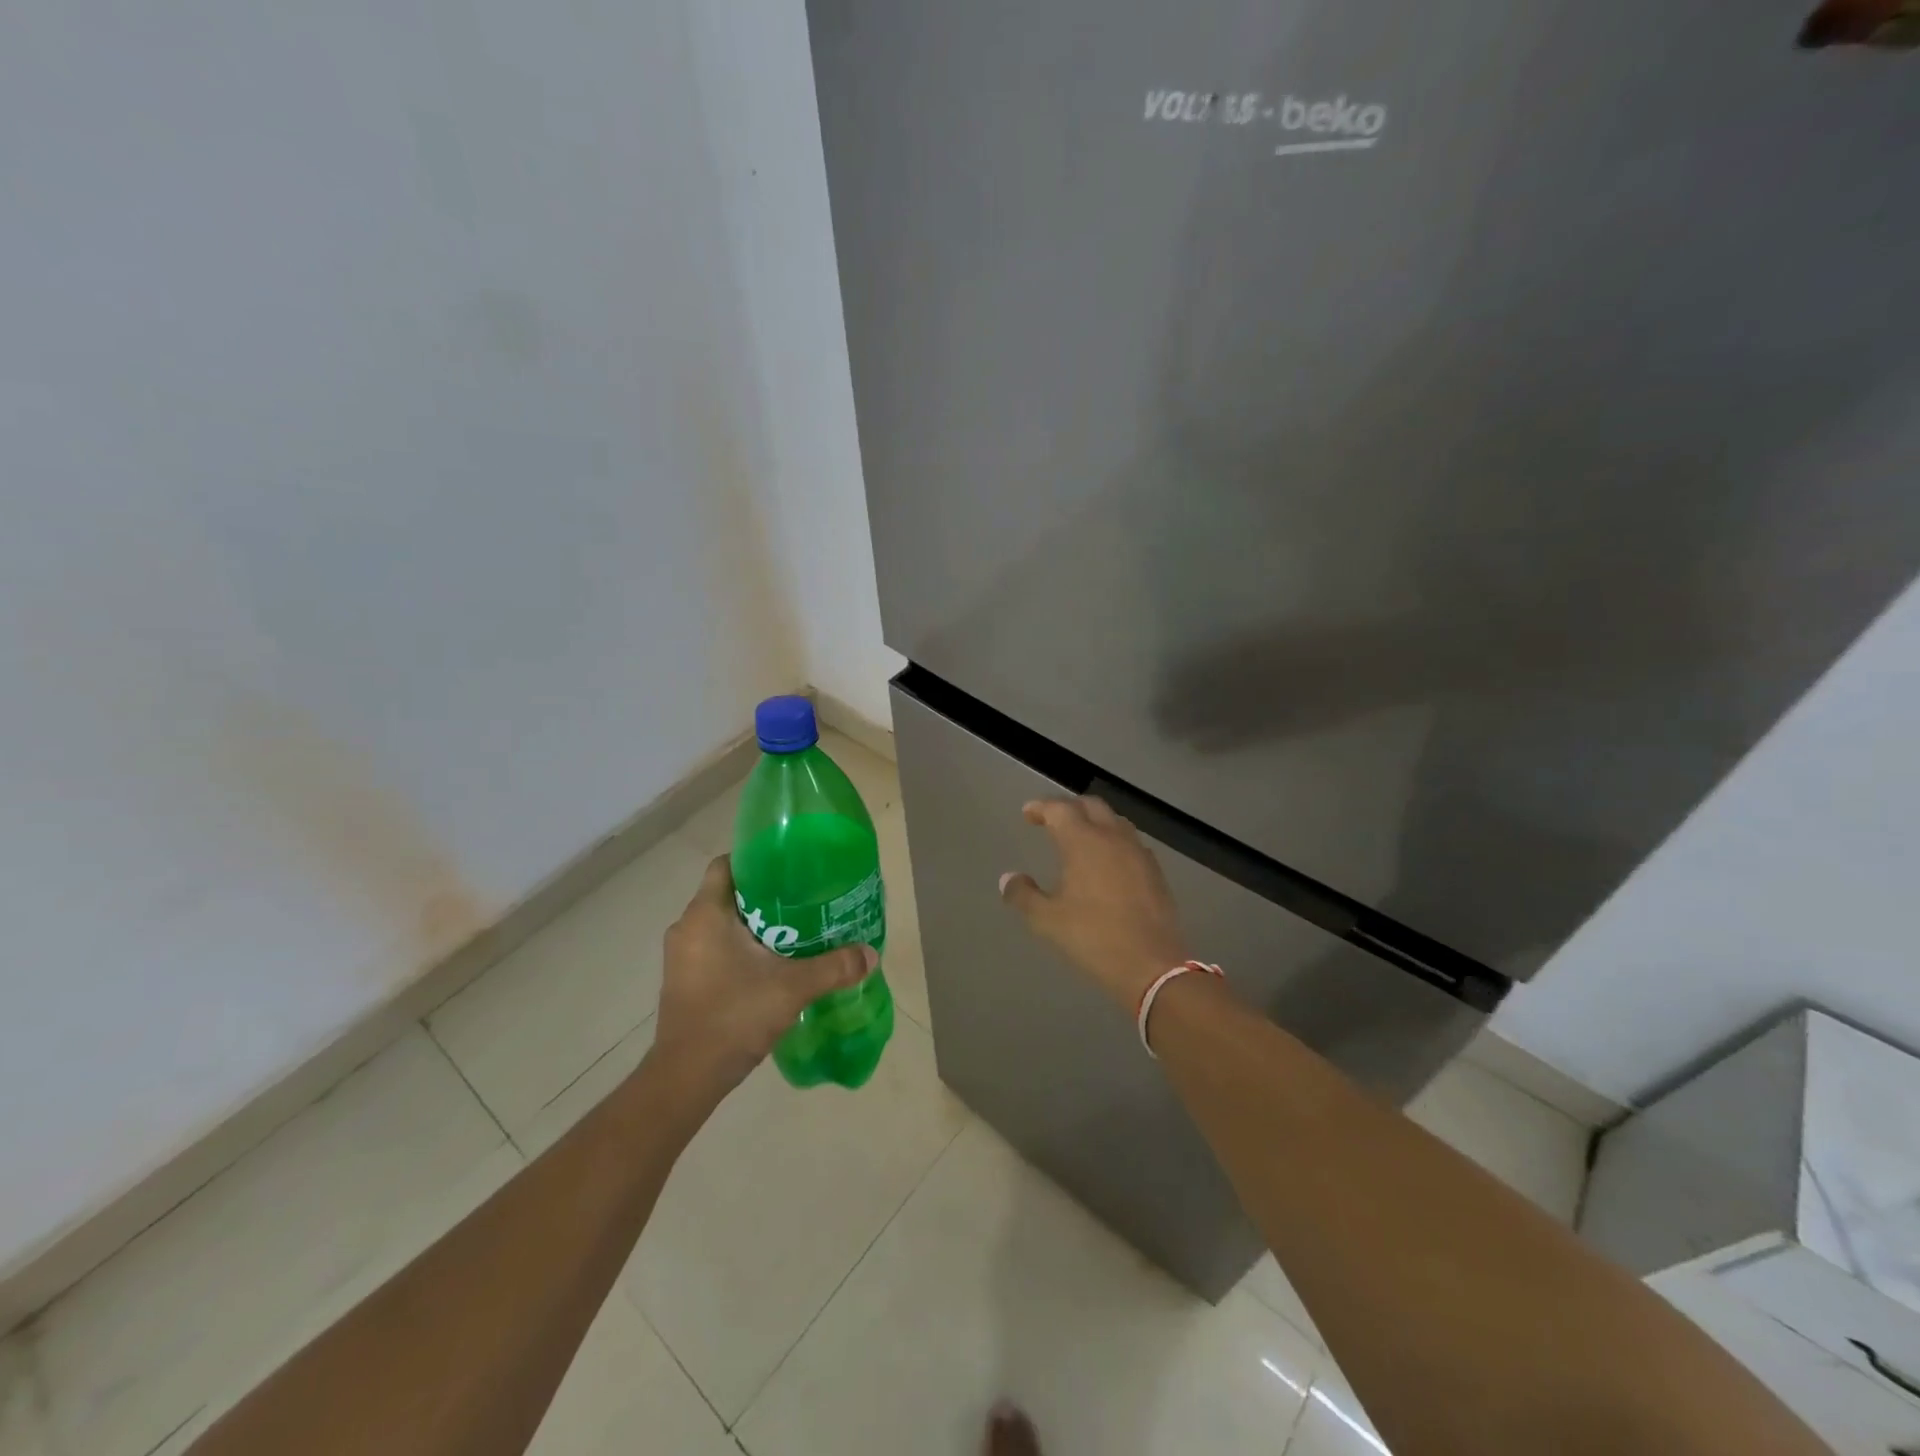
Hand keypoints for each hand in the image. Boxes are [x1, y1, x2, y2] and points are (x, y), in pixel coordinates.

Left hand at [653, 856, 875, 1101]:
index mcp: (705, 914)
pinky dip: (740, 949)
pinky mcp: (684, 981)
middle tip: (803, 900)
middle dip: (764, 896)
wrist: (686, 1078)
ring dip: (753, 925)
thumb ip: (834, 967)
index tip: (789, 867)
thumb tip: (870, 953)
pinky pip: (714, 949)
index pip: (726, 866)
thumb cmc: (733, 1016)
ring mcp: (681, 957)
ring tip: (794, 931)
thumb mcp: (792, 988)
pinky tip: (771, 964)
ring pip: (721, 924)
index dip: (756, 860)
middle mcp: (687, 928)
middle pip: (728, 895)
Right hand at [999, 797, 1189, 1011]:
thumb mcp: (1047, 921)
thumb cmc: (1093, 938)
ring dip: (1094, 820)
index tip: (1028, 813)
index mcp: (1084, 842)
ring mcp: (1138, 853)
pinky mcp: (1155, 871)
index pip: (1060, 809)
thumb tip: (1008, 878)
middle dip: (1069, 807)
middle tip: (1051, 820)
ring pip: (1114, 821)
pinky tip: (1107, 862)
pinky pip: (1130, 841)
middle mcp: (1113, 838)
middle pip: (1091, 806)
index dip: (1041, 807)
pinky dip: (1113, 840)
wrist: (1152, 965)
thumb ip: (1023, 895)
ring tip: (1079, 837)